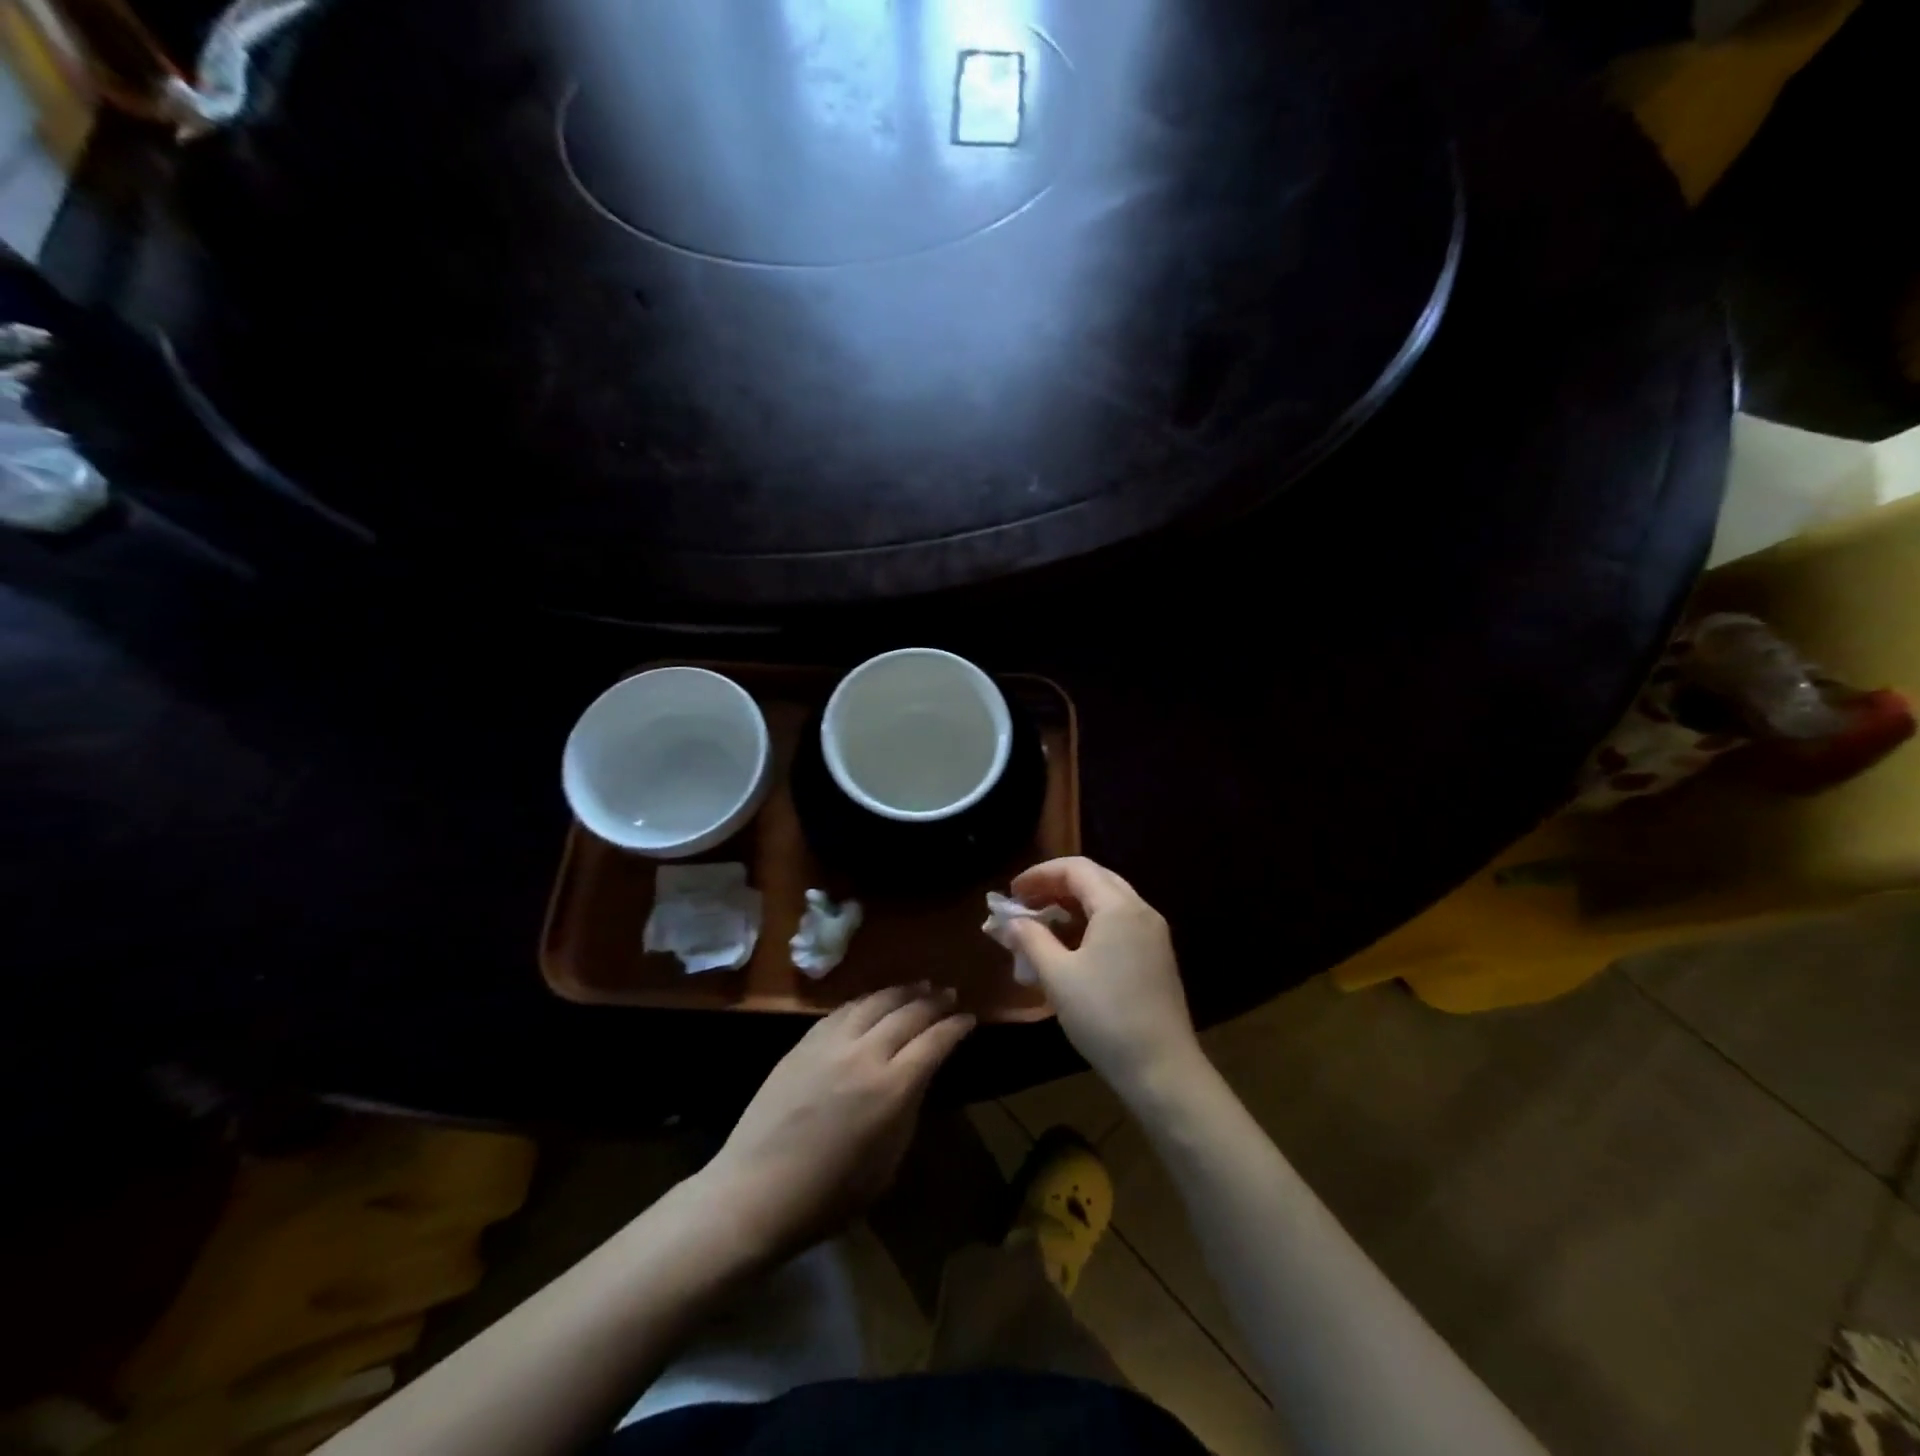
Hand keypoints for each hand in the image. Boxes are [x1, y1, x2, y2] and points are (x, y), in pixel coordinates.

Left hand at [704, 985, 974, 1261]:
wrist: (755, 1192)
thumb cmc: (828, 1196)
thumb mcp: (887, 1165)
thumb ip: (907, 1112)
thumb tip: (917, 1079)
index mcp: (892, 1089)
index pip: (934, 1041)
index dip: (956, 1027)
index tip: (970, 1018)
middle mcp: (865, 1054)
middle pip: (908, 1013)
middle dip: (934, 1001)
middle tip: (950, 995)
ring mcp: (831, 1043)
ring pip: (875, 1001)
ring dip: (902, 991)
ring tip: (920, 986)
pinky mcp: (805, 1042)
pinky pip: (844, 1009)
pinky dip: (867, 1000)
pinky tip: (875, 1000)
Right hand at [1008, 857, 1202, 1095]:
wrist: (1162, 1069)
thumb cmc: (1104, 1016)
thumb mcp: (1057, 976)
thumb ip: (1030, 940)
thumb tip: (1009, 922)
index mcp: (1119, 907)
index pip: (1076, 869)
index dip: (1039, 874)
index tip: (1011, 893)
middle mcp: (1141, 911)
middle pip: (1094, 879)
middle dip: (1055, 886)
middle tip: (1024, 904)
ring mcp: (1153, 934)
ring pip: (1107, 902)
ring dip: (1071, 906)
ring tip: (1040, 925)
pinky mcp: (1156, 957)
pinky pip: (1118, 923)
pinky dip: (1089, 924)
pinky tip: (1069, 947)